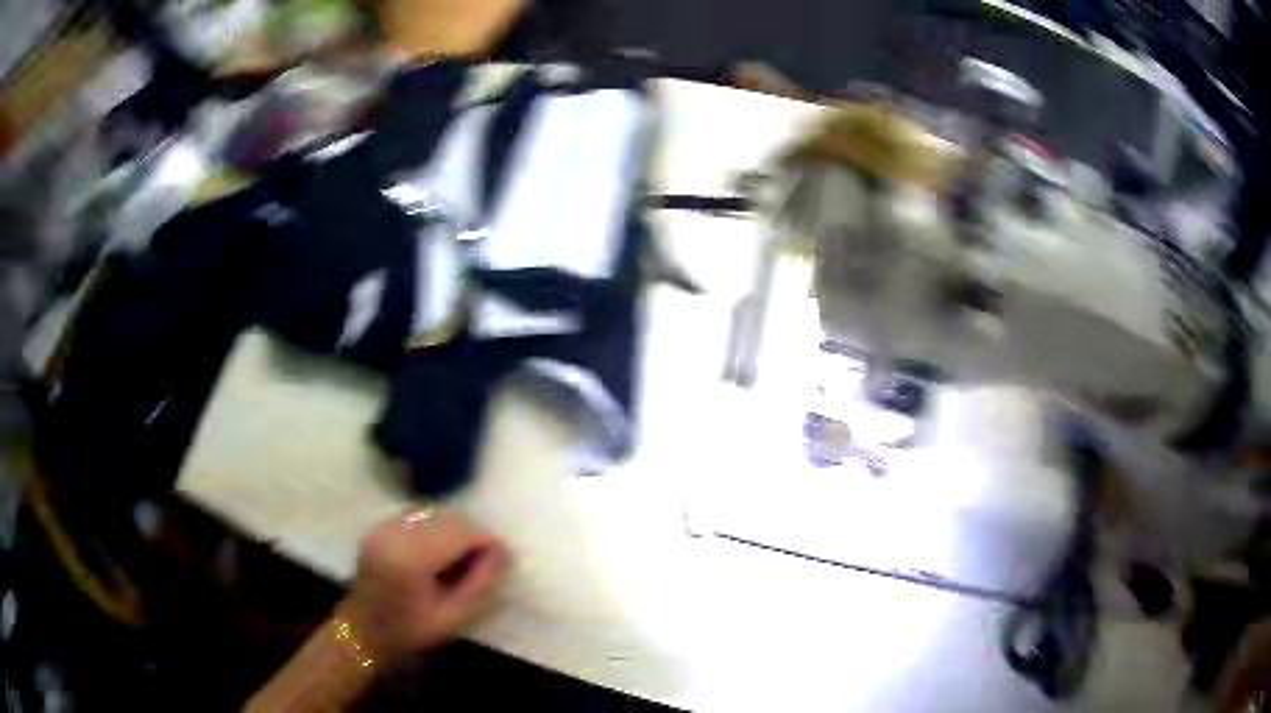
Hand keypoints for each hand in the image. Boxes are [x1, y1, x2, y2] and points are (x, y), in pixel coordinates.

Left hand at [340, 507, 504, 662]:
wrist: (362, 631)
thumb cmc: (409, 631)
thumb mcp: (453, 617)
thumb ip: (480, 584)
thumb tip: (503, 551)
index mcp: (410, 557)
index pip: (459, 532)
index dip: (485, 540)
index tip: (503, 557)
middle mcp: (395, 532)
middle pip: (447, 516)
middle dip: (471, 534)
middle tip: (484, 561)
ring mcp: (384, 526)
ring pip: (434, 512)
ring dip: (454, 529)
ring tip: (462, 558)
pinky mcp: (380, 526)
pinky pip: (418, 516)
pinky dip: (436, 528)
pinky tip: (439, 552)